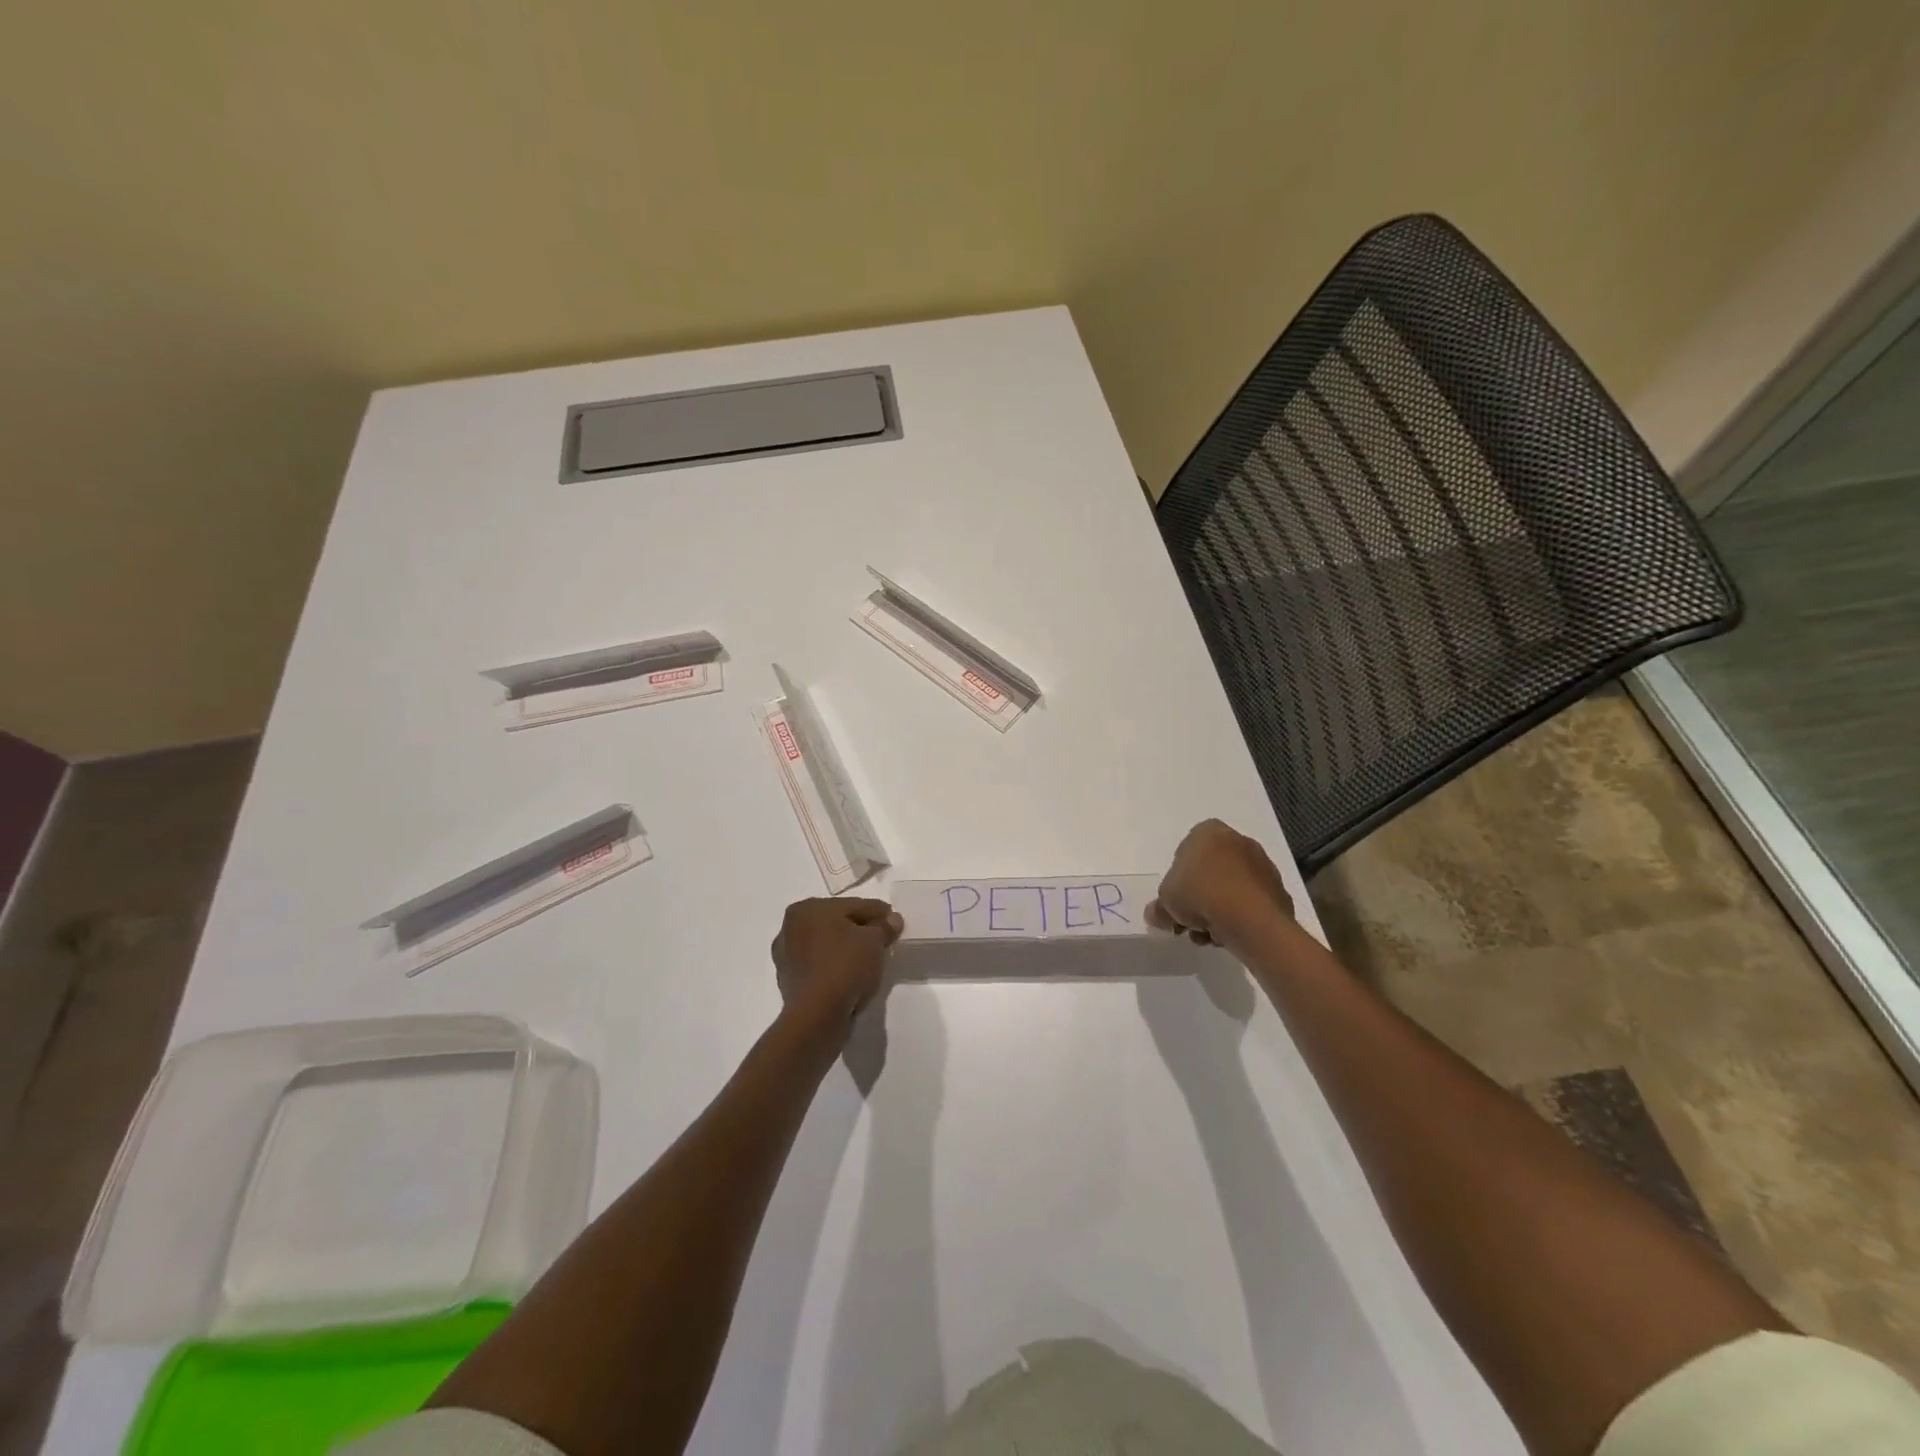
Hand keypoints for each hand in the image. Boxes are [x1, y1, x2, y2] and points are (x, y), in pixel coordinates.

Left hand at [772, 898, 903, 1029]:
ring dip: (847, 951)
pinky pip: (821, 968)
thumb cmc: (845, 966)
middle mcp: (790, 928)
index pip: (853, 905)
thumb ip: (884, 926)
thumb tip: (892, 920)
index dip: (878, 913)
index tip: (895, 922)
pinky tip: (852, 978)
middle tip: (884, 941)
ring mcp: (787, 957)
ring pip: (828, 946)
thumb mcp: (874, 941)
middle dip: (861, 931)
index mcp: (807, 908)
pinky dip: (836, 969)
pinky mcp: (789, 983)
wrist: (817, 1016)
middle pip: (838, 924)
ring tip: (870, 962)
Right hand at [1147, 819, 1293, 950]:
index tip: (1175, 900)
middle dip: (1198, 898)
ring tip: (1206, 936)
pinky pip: (1249, 905)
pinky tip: (1227, 937)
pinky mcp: (1278, 892)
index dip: (1177, 879)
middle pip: (1210, 872)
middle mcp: (1239, 841)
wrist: (1251, 918)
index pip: (1186, 852)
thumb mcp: (1166, 900)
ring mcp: (1262, 866)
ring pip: (1230, 890)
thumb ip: (1159, 906)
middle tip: (1186, 922)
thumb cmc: (1201, 894)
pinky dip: (1238, 919)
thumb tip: (1157, 914)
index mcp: (1209, 832)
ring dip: (1216, 912)